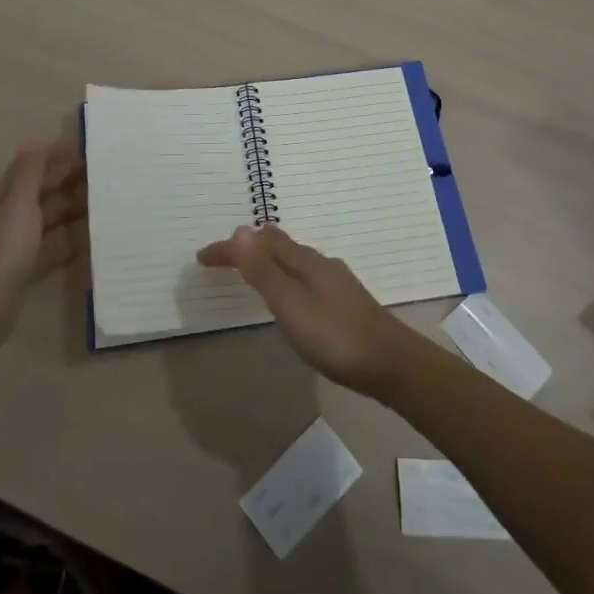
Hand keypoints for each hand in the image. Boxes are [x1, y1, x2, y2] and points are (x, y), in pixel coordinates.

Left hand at [0, 141, 86, 351]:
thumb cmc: (3, 249)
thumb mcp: (18, 203)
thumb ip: (29, 172)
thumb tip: (36, 140)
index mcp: (5, 197)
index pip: (31, 167)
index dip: (55, 157)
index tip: (87, 152)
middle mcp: (10, 216)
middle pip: (43, 192)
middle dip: (69, 181)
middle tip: (104, 176)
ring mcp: (19, 243)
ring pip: (50, 219)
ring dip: (73, 210)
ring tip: (105, 203)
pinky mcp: (27, 268)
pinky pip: (54, 247)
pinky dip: (71, 241)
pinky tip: (93, 238)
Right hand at [196, 224, 416, 397]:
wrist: (392, 364)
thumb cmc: (335, 336)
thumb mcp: (291, 305)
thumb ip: (264, 271)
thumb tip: (238, 230)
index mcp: (305, 261)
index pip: (259, 242)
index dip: (229, 249)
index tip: (201, 258)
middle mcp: (320, 263)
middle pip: (279, 245)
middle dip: (248, 248)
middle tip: (224, 261)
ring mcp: (335, 282)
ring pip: (294, 260)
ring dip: (268, 261)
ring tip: (251, 273)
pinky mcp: (345, 302)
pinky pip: (305, 276)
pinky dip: (285, 277)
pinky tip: (291, 297)